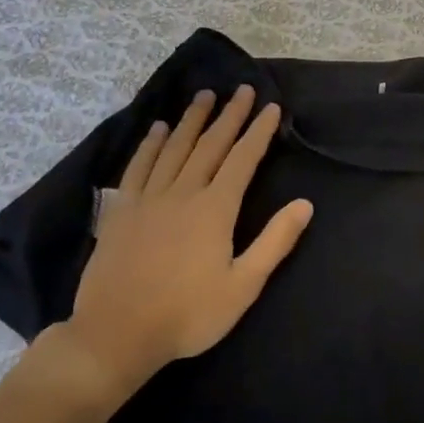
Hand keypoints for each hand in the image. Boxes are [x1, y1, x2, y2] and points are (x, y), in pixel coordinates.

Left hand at [38, 86, 312, 399]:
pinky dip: (149, 144)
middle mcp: (183, 192)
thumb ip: (275, 242)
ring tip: (204, 96)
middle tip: (241, 89)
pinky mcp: (121, 210)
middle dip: (229, 115)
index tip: (270, 107)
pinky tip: (156, 129)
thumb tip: (305, 204)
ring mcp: (148, 198)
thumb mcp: (243, 286)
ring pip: (174, 148)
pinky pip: (138, 166)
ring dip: (191, 120)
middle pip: (210, 145)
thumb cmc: (188, 314)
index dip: (258, 131)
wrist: (118, 333)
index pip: (243, 159)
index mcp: (215, 209)